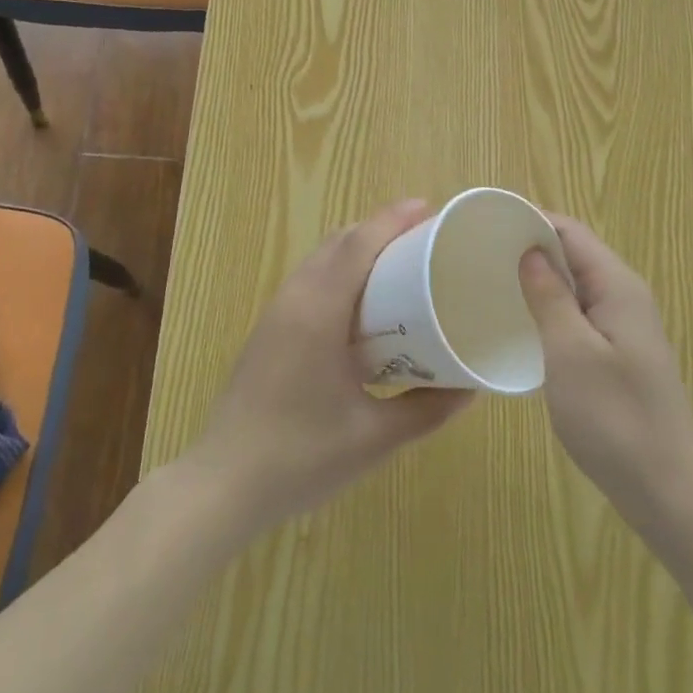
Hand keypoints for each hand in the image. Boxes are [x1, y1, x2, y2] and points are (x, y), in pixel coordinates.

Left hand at [185, 199, 473, 531]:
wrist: (222, 485)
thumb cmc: (300, 458)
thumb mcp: (374, 438)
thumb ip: (426, 411)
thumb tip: (469, 387)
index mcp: (319, 312)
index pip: (358, 245)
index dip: (393, 219)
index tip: (429, 208)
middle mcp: (294, 299)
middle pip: (339, 241)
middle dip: (380, 227)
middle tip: (423, 234)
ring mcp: (276, 313)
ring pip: (321, 257)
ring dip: (357, 245)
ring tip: (398, 257)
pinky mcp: (269, 330)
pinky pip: (309, 278)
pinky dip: (340, 267)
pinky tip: (361, 296)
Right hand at [519, 216, 692, 530]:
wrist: (665, 489)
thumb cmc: (613, 417)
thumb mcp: (570, 352)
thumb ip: (549, 297)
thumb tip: (530, 251)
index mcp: (618, 286)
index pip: (572, 232)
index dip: (532, 220)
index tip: (488, 224)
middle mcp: (626, 296)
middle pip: (576, 253)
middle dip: (533, 246)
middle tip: (483, 253)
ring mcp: (627, 326)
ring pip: (578, 284)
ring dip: (541, 278)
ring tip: (495, 281)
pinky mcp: (621, 352)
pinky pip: (582, 312)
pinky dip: (553, 306)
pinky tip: (526, 322)